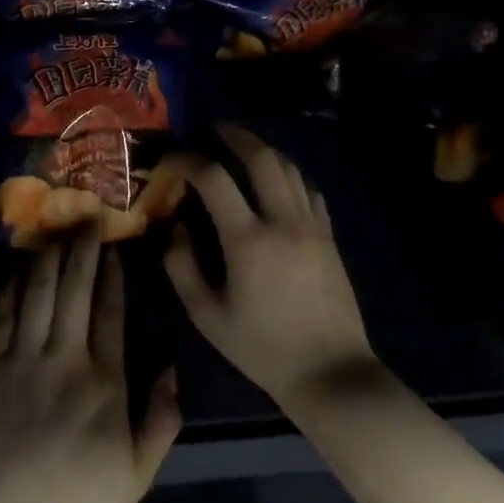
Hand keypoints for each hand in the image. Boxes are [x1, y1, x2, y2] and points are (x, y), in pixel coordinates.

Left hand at [0, 231, 180, 502]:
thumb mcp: (136, 475)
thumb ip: (161, 420)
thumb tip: (172, 369)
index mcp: (105, 382)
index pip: (111, 313)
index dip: (113, 275)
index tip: (115, 246)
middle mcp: (66, 358)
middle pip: (76, 291)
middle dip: (83, 251)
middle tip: (87, 218)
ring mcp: (23, 358)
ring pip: (40, 293)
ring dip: (50, 257)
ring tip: (57, 229)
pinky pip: (5, 314)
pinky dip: (14, 285)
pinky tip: (20, 264)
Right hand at [164, 124, 377, 413]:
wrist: (332, 374)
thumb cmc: (263, 349)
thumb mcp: (208, 316)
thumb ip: (182, 267)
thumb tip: (175, 227)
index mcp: (248, 240)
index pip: (214, 179)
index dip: (189, 160)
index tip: (172, 158)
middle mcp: (283, 221)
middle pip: (262, 158)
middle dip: (236, 136)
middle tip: (216, 128)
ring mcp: (312, 226)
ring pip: (290, 168)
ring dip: (264, 149)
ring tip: (243, 145)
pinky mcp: (329, 237)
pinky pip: (309, 189)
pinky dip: (288, 173)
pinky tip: (277, 177)